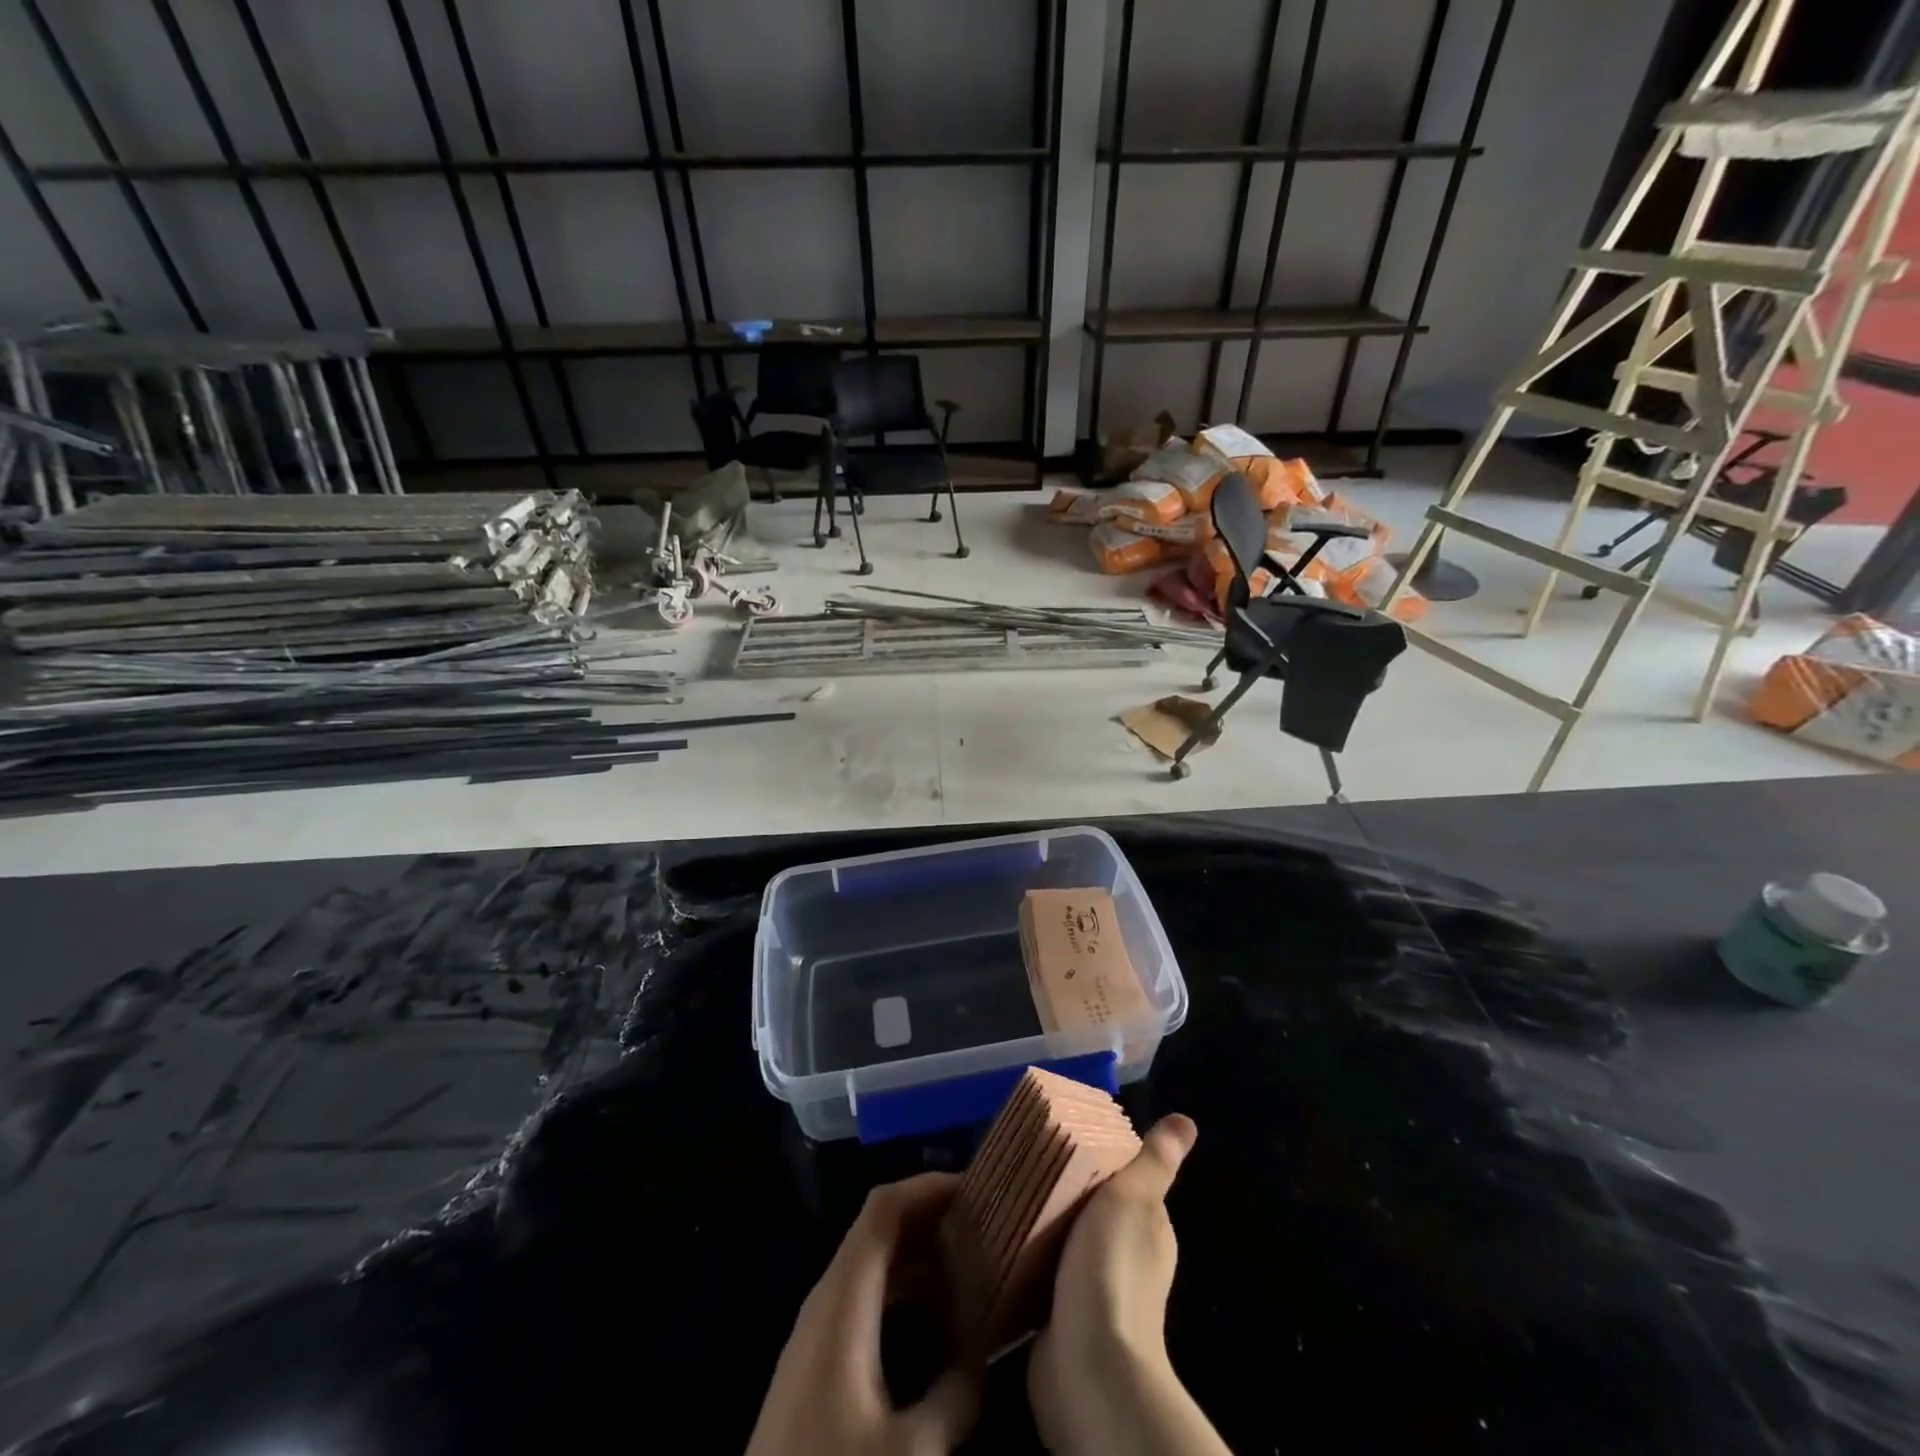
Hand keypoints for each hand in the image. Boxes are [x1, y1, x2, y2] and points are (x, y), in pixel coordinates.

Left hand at [746, 1173, 981, 1455]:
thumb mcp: (909, 1453)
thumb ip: (955, 1397)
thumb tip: (984, 1358)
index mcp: (843, 1297)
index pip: (884, 1208)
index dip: (927, 1186)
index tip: (976, 1186)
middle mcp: (828, 1297)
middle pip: (879, 1229)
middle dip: (930, 1217)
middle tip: (984, 1224)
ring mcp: (818, 1328)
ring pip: (872, 1264)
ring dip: (919, 1254)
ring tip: (970, 1263)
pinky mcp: (816, 1360)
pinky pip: (865, 1296)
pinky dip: (903, 1288)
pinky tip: (935, 1317)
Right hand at [1029, 1115, 1224, 1455]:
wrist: (1088, 1365)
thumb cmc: (1112, 1267)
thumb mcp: (1134, 1197)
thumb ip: (1155, 1161)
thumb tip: (1187, 1121)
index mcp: (1149, 1229)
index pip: (1123, 1181)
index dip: (1097, 1160)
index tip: (1061, 1138)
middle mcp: (1125, 1259)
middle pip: (1090, 1210)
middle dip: (1061, 1190)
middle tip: (1023, 1162)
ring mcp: (1092, 1292)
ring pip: (1062, 1241)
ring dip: (1040, 1225)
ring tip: (1005, 1194)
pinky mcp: (1059, 1318)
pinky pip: (1039, 1275)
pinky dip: (1025, 1259)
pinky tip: (1001, 1239)